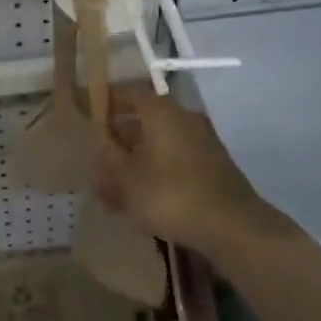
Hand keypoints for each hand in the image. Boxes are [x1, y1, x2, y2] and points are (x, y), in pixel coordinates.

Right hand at [94, 86, 278, 257]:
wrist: (233, 227)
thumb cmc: (170, 195)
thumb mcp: (126, 178)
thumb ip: (108, 156)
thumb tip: (100, 140)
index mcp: (161, 112)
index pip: (127, 94)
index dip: (105, 103)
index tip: (88, 116)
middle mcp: (184, 117)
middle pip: (143, 120)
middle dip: (119, 140)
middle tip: (99, 161)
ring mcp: (202, 141)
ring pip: (159, 143)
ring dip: (136, 160)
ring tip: (115, 190)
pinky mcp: (212, 165)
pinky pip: (175, 160)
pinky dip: (156, 172)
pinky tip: (143, 200)